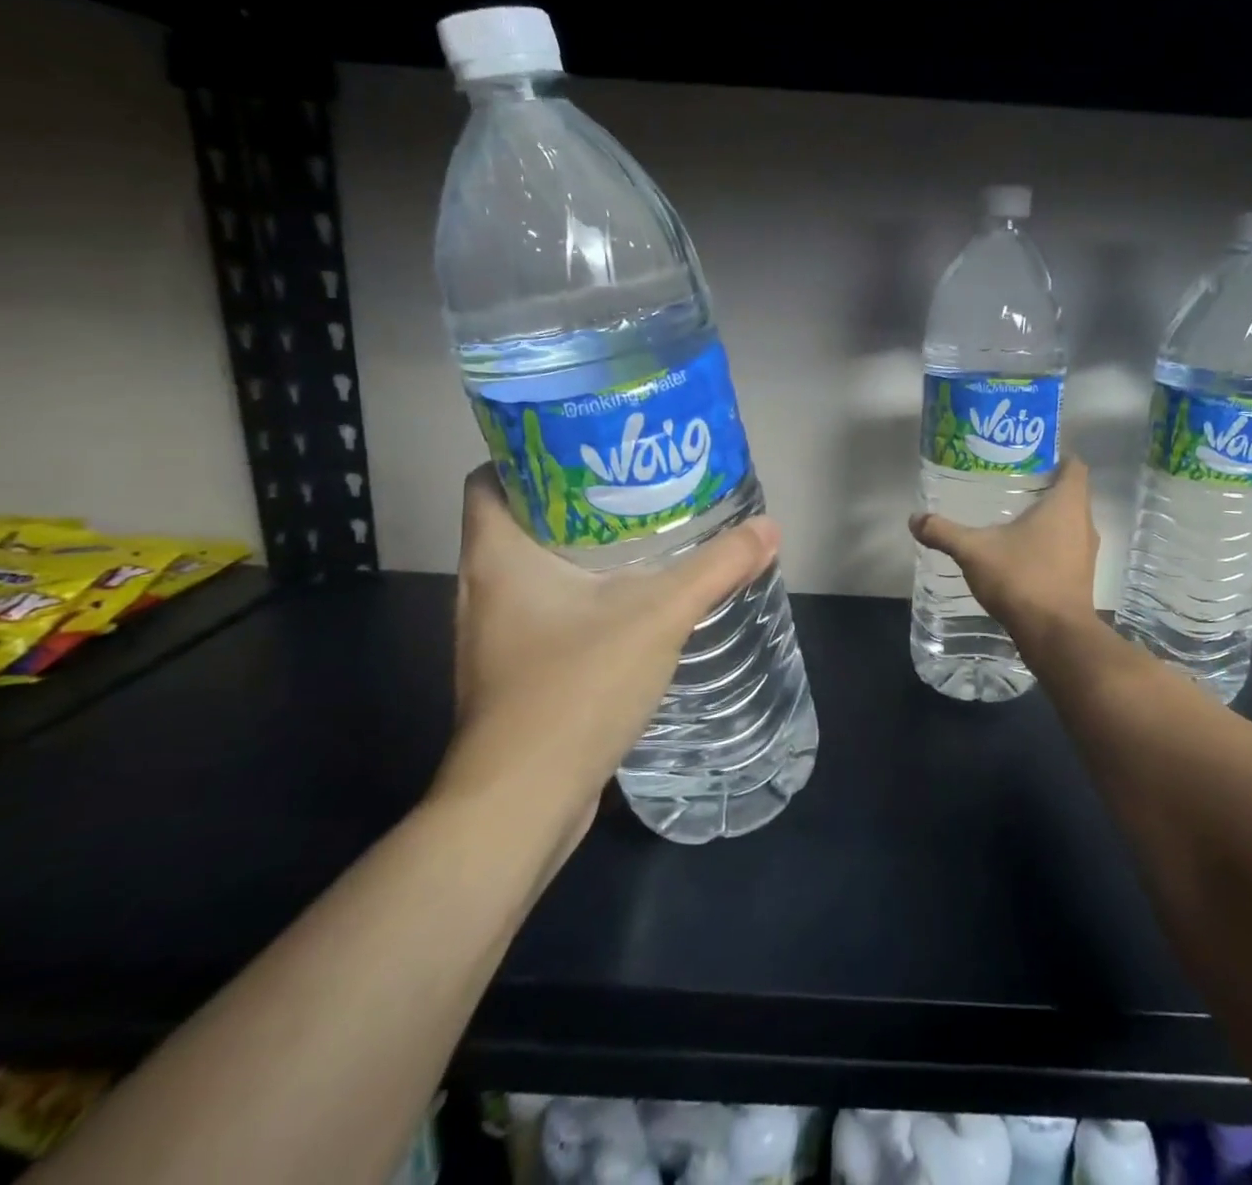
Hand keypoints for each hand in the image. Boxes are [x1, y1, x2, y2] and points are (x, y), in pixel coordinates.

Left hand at [432, 465, 780, 861]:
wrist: (522, 803)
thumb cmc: (574, 689)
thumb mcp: (658, 616)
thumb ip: (716, 568)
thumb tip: (768, 528)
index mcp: (497, 556)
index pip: (493, 476)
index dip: (535, 453)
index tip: (593, 447)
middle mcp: (483, 588)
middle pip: (521, 519)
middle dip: (577, 499)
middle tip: (637, 486)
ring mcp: (494, 634)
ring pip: (535, 569)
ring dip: (582, 550)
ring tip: (644, 536)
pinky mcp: (514, 671)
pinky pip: (546, 611)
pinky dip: (582, 595)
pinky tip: (631, 602)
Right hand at [909, 458, 1101, 660]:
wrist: (1055, 635)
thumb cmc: (1022, 578)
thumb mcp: (974, 551)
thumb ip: (944, 532)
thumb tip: (914, 519)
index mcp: (1067, 504)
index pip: (1075, 466)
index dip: (1058, 457)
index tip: (1031, 456)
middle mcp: (1084, 523)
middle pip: (1072, 493)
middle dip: (1046, 487)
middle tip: (1012, 483)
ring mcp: (1086, 553)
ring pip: (1070, 523)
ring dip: (1049, 518)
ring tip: (1014, 517)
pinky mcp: (1081, 577)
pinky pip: (1067, 548)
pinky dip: (1050, 544)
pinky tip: (1022, 553)